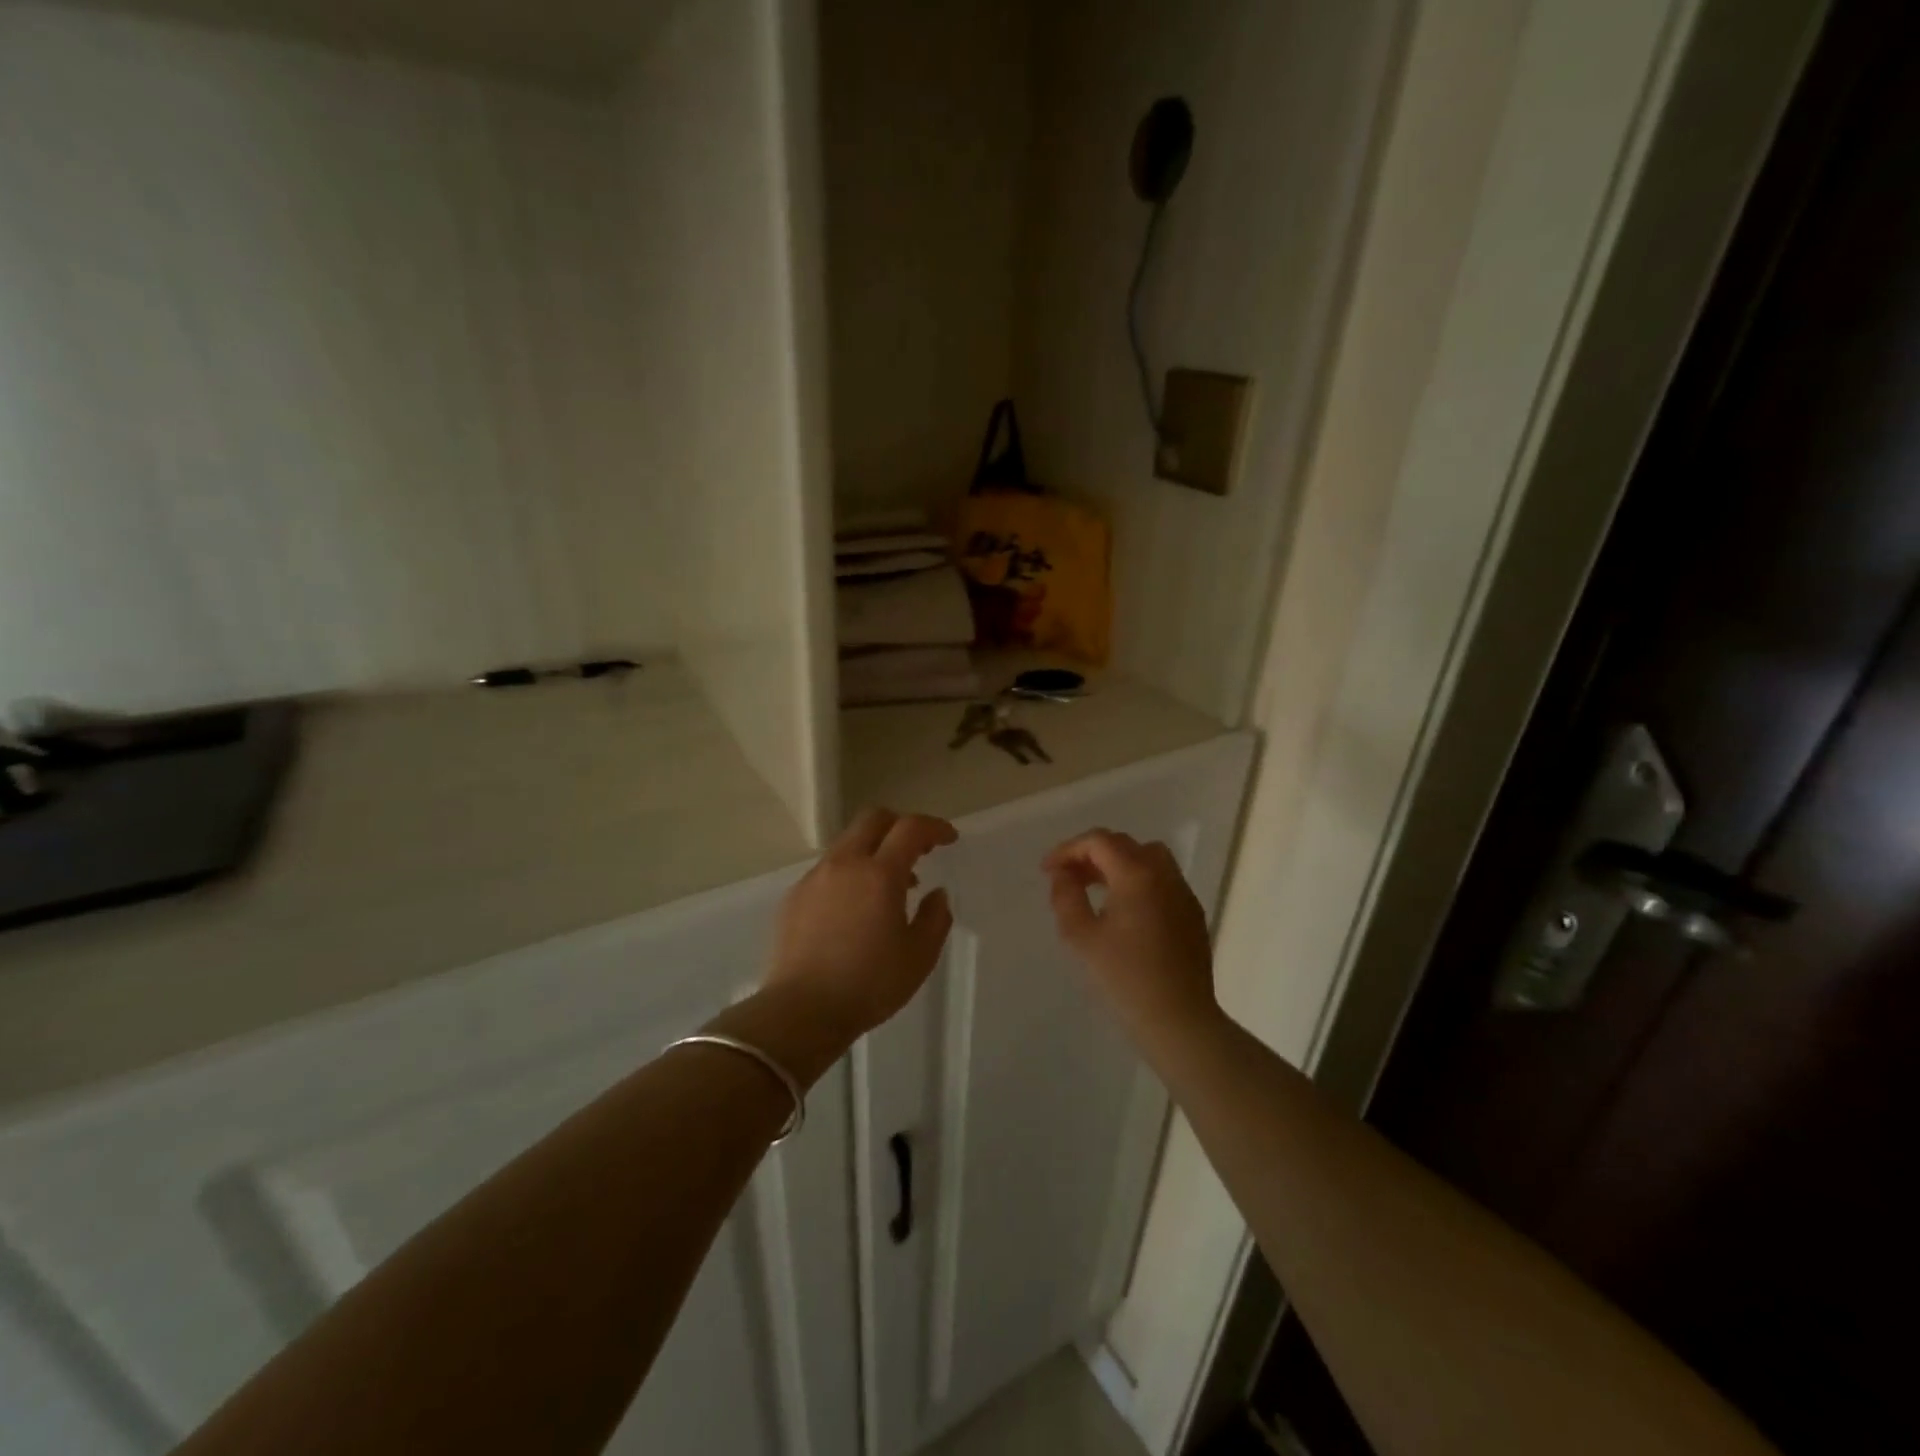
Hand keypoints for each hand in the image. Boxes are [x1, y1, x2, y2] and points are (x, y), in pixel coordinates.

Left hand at [764, 808, 957, 1042]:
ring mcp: (814, 878)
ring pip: (848, 843)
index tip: (949, 839)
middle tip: (918, 850)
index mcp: (879, 873)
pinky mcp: (794, 896)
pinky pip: (828, 869)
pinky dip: (849, 873)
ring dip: (873, 850)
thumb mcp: (919, 957)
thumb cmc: (869, 984)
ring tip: (888, 886)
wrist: (801, 1011)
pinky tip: (854, 908)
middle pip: (873, 819)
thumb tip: (935, 894)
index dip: (934, 827)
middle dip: (900, 825)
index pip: (911, 828)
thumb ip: (935, 918)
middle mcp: (844, 863)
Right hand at [1044, 830, 1218, 1038]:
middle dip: (1091, 854)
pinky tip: (1123, 909)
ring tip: (1095, 887)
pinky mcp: (1192, 914)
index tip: (1047, 871)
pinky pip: (1162, 880)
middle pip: (1124, 844)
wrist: (1178, 1021)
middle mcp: (1164, 875)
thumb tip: (1063, 874)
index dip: (1068, 849)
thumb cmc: (1124, 979)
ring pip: (1148, 857)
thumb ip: (1066, 897)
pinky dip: (1138, 879)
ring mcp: (1183, 893)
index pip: (1099, 841)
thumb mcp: (1081, 937)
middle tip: (1067, 877)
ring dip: (1117, 863)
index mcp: (1137, 875)